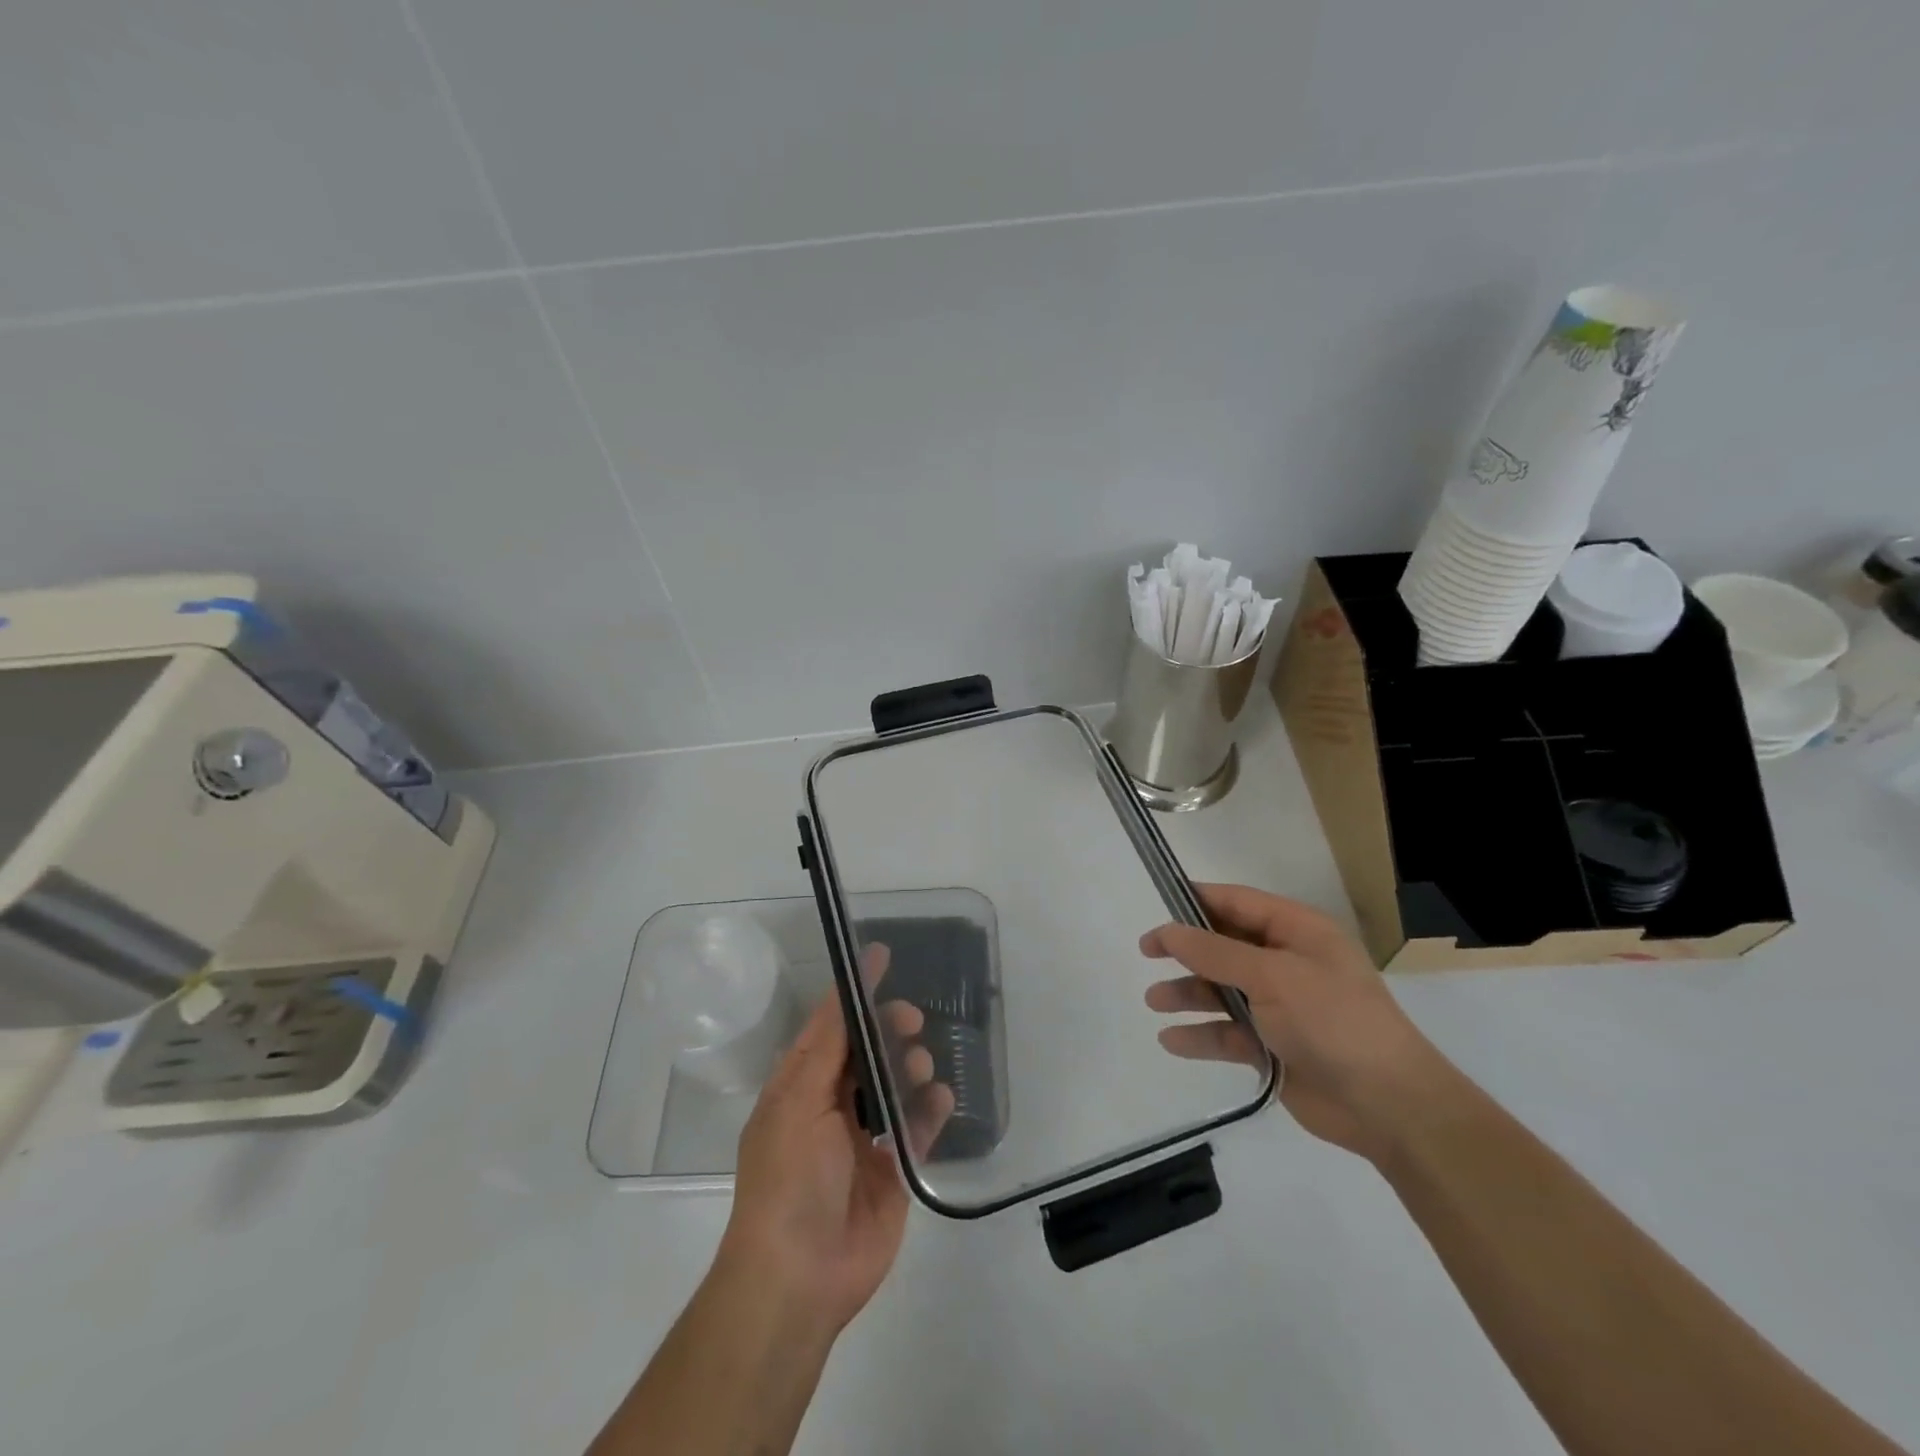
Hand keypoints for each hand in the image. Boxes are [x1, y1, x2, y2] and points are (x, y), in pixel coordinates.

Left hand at [718, 945, 954, 1336]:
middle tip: (911, 1021)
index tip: (881, 956)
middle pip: (867, 1050)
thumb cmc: (789, 1178)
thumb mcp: (798, 1102)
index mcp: (800, 1087)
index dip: (854, 992)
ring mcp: (864, 1138)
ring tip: (921, 1064)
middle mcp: (832, 1106)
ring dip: (911, 1064)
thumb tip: (842, 994)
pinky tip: (939, 1098)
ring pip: (896, 1083)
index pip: (830, 1025)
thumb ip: (826, 1047)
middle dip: (889, 1028)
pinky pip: (918, 1126)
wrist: (800, 1276)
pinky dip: (931, 1108)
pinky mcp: (894, 1168)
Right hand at [1140, 884, 1440, 1160]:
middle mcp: (1287, 963)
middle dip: (1186, 950)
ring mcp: (1281, 1007)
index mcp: (1298, 932)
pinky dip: (1201, 1036)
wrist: (1389, 1106)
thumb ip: (1215, 952)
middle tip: (1146, 952)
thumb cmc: (1333, 1020)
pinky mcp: (1274, 1047)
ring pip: (1222, 991)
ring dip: (1188, 994)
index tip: (1157, 902)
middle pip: (1225, 947)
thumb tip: (1168, 930)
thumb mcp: (1272, 975)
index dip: (1197, 899)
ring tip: (1155, 1001)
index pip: (1238, 903)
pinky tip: (1172, 1040)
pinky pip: (1228, 1034)